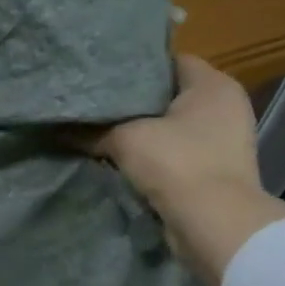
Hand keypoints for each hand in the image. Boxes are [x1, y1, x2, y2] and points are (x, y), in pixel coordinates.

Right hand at [94, 55, 284, 285]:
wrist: (214, 225)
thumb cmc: (177, 164)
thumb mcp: (126, 139)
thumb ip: (93, 130)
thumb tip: (59, 128)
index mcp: (213, 85)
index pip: (170, 59)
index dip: (135, 64)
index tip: (103, 73)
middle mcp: (224, 107)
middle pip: (169, 94)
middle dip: (134, 100)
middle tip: (95, 100)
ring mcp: (224, 141)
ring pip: (172, 125)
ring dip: (142, 130)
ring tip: (101, 128)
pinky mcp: (215, 170)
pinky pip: (177, 152)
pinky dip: (153, 155)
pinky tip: (121, 157)